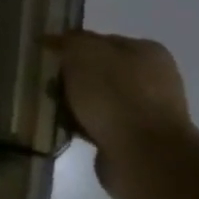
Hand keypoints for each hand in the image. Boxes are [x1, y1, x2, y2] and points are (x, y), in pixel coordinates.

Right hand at [53, 31, 198, 198]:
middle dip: (72, 78)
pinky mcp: (136, 142)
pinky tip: (65, 128)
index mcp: (147, 51)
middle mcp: (152, 79)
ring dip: (75, 104)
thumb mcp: (83, 53)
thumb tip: (52, 41)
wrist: (144, 157)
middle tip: (46, 83)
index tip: (46, 57)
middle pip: (99, 71)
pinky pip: (99, 126)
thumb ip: (67, 42)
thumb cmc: (115, 95)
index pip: (100, 41)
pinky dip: (82, 127)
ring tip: (51, 108)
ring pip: (97, 100)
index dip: (71, 46)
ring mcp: (146, 113)